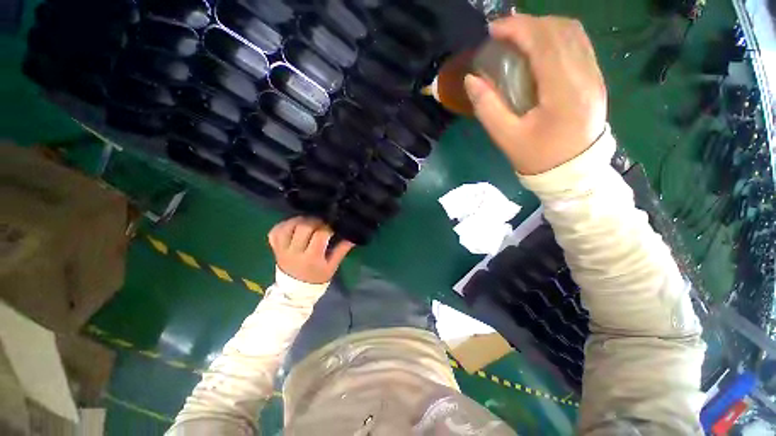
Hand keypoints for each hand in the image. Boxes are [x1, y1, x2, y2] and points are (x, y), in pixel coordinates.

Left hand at [268, 217, 354, 283]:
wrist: (295, 291)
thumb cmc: (317, 278)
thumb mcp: (332, 267)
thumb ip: (341, 250)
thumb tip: (352, 237)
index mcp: (311, 258)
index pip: (320, 235)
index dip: (328, 227)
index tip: (333, 226)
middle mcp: (294, 252)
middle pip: (303, 227)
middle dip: (315, 221)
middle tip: (322, 222)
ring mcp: (282, 250)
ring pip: (288, 226)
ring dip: (300, 220)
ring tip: (309, 221)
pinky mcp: (275, 248)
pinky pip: (275, 231)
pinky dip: (284, 224)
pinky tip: (294, 224)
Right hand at [465, 14, 607, 174]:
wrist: (573, 171)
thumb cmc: (537, 158)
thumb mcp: (506, 138)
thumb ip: (488, 107)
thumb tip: (471, 80)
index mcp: (563, 92)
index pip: (544, 43)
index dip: (517, 28)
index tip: (493, 30)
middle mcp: (585, 76)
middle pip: (560, 30)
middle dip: (528, 24)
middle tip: (502, 34)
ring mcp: (594, 75)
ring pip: (573, 33)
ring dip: (543, 27)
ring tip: (518, 37)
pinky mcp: (595, 78)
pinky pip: (579, 44)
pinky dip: (556, 36)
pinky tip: (539, 46)